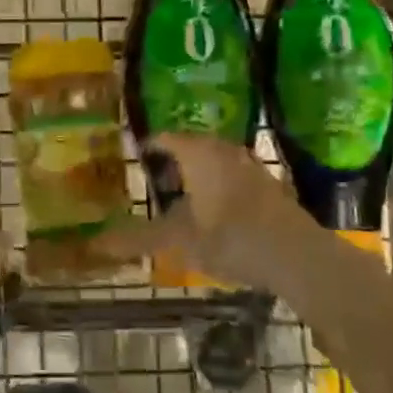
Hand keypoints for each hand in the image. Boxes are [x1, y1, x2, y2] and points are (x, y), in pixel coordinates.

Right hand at [98, 135, 323, 298]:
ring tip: (181, 191)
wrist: (297, 255)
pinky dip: (219, 185)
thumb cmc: (231, 238)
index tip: (133, 155)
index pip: (166, 137)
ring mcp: (251, 167)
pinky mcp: (269, 186)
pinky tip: (214, 208)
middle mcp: (224, 151)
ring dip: (198, 171)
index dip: (148, 145)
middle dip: (174, 157)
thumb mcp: (179, 240)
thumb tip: (96, 242)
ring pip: (216, 160)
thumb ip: (139, 238)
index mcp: (199, 154)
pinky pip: (234, 175)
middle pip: (193, 145)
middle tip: (154, 172)